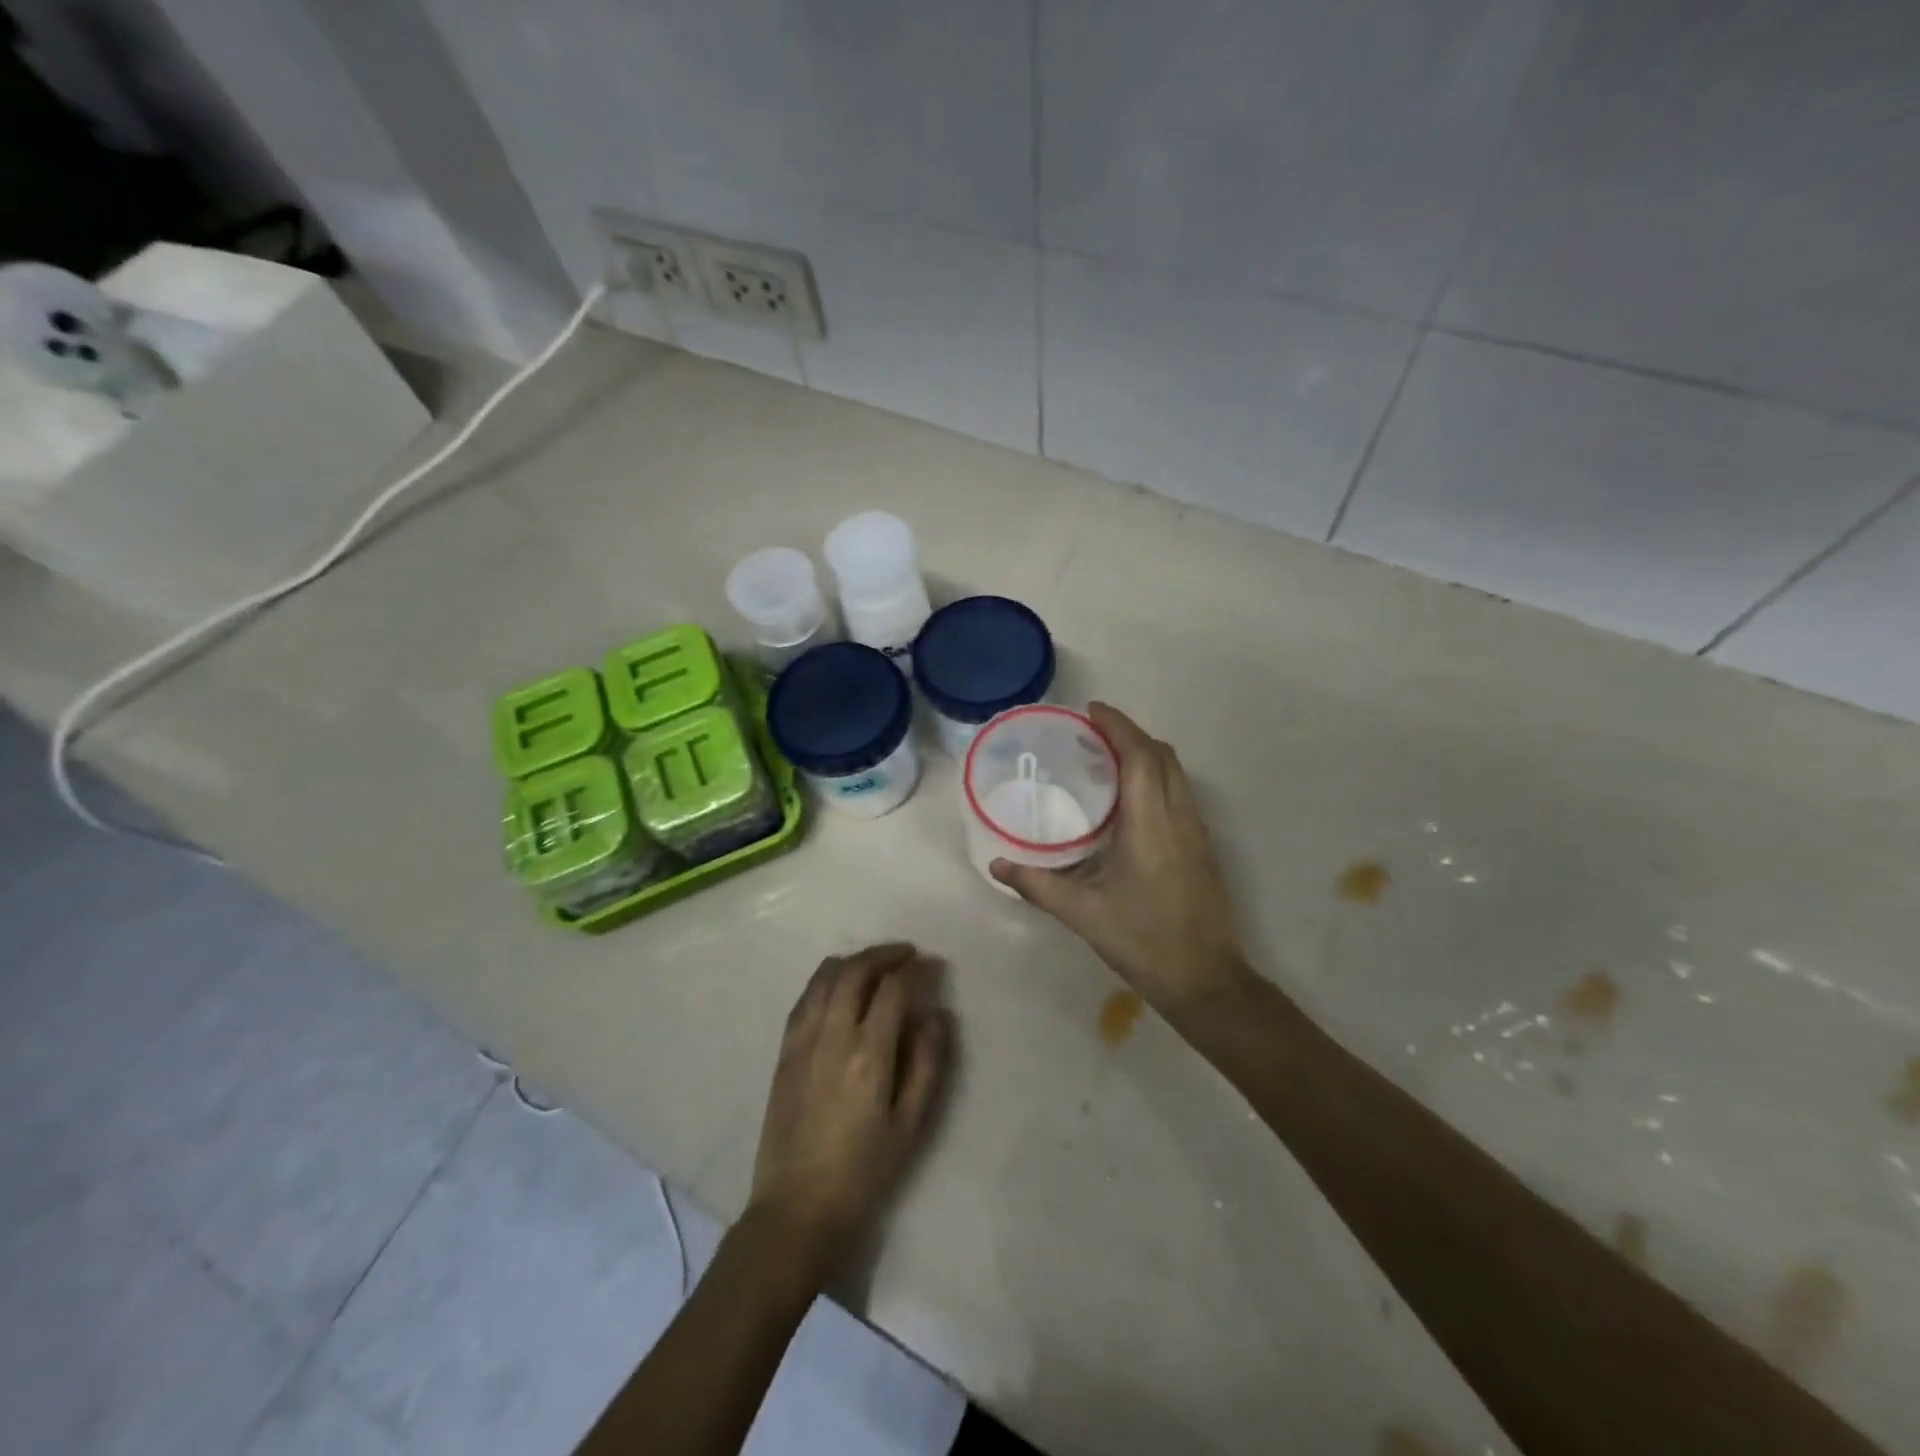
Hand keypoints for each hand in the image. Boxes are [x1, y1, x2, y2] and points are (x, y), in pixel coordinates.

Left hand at [748, 943, 948, 1274]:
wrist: (796, 1210)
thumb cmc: (862, 1174)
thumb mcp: (909, 1127)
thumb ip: (926, 1065)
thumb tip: (935, 1016)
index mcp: (868, 1055)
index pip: (893, 989)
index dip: (916, 970)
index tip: (933, 966)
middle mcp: (832, 1036)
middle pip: (856, 971)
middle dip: (884, 954)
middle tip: (907, 955)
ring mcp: (802, 1041)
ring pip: (825, 977)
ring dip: (854, 960)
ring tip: (875, 964)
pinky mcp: (784, 1052)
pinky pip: (804, 998)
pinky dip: (825, 979)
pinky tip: (838, 986)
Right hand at [991, 702, 1245, 1012]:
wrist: (1206, 980)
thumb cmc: (1143, 942)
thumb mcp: (1083, 914)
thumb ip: (1037, 885)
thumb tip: (996, 866)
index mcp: (1150, 824)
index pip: (1140, 756)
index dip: (1118, 726)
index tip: (1091, 711)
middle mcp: (1179, 817)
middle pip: (1162, 755)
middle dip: (1130, 733)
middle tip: (1092, 734)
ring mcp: (1197, 831)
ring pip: (1176, 773)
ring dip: (1146, 754)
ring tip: (1108, 759)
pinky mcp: (1204, 847)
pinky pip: (1181, 793)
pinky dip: (1157, 777)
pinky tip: (1132, 801)